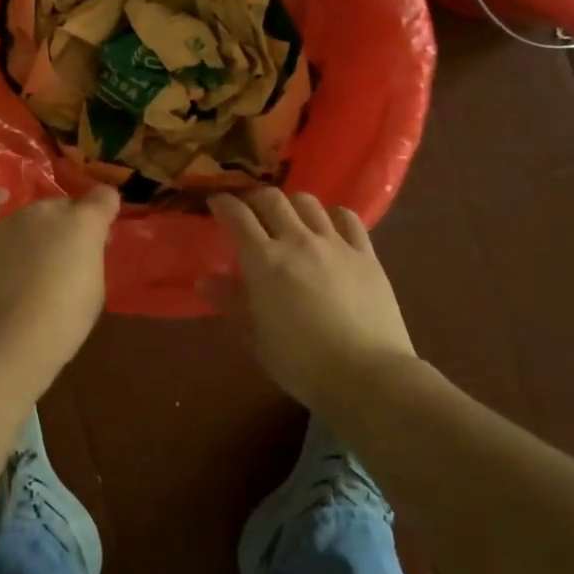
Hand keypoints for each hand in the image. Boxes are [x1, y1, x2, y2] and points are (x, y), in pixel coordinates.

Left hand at [0, 186, 119, 392]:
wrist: (5, 341)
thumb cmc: (62, 323)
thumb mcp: (94, 290)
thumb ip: (90, 257)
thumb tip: (82, 247)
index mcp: (83, 223)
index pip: (105, 197)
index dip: (105, 211)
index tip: (103, 231)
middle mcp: (47, 211)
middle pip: (64, 206)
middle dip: (68, 226)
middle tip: (65, 257)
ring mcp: (10, 220)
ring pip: (31, 212)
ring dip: (36, 228)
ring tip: (31, 257)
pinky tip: (0, 199)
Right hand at [204, 188, 416, 412]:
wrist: (368, 376)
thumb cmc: (302, 363)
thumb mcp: (257, 337)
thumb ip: (232, 302)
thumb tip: (206, 280)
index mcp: (264, 260)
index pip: (237, 216)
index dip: (223, 204)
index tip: (216, 203)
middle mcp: (297, 241)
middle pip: (271, 198)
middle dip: (254, 198)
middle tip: (250, 211)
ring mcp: (334, 244)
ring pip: (308, 202)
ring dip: (292, 204)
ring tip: (289, 218)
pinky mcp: (366, 254)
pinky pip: (348, 218)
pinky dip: (332, 215)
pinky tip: (329, 227)